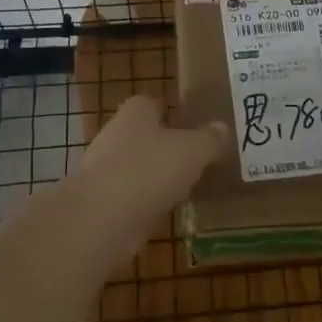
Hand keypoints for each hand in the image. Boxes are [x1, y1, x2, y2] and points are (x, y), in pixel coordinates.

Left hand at [76, 96, 227, 220]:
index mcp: (134, 114)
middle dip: (161, 146)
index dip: (167, 110)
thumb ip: (208, 139)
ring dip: (152, 176)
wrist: (102, 218)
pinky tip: (163, 212)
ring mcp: (102, 171)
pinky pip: (128, 197)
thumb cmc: (150, 169)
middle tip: (190, 157)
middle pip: (140, 135)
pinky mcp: (99, 203)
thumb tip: (221, 127)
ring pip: (133, 167)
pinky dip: (143, 203)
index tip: (187, 122)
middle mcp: (114, 136)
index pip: (149, 103)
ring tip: (182, 187)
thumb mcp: (192, 150)